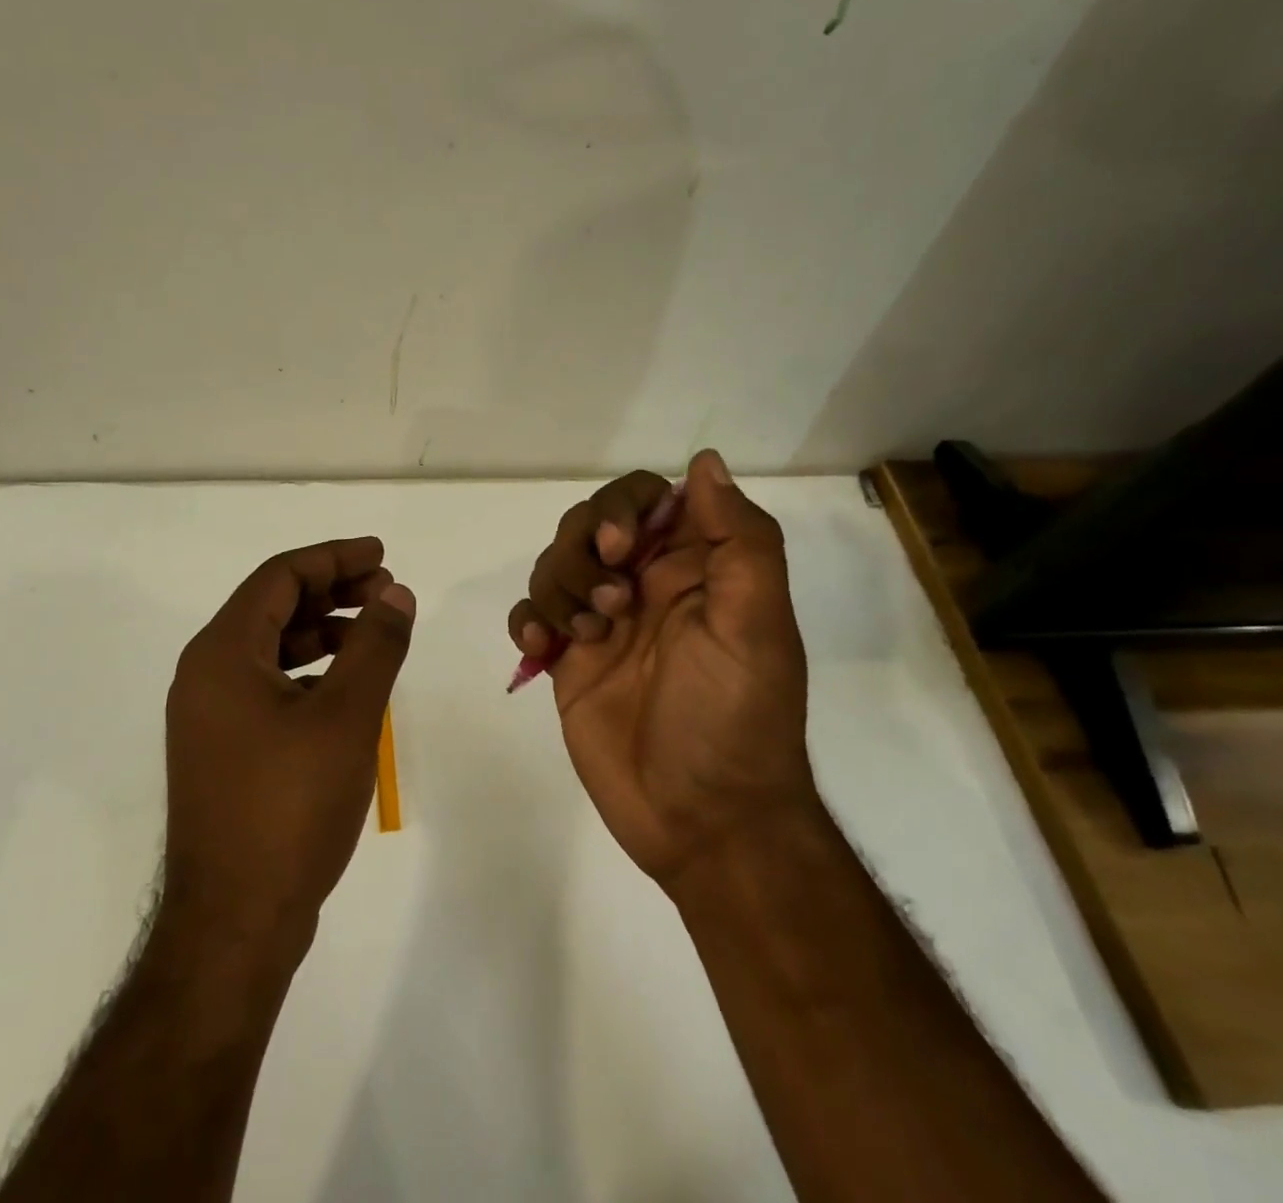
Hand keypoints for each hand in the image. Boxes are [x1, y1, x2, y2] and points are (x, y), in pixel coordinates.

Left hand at [164, 538, 414, 953]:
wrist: (235, 924)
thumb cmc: (289, 808)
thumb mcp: (346, 716)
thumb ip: (375, 645)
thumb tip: (397, 593)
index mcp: (221, 653)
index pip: (279, 577)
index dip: (334, 558)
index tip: (381, 555)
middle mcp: (205, 675)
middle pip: (272, 607)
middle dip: (332, 591)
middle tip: (387, 591)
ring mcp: (210, 716)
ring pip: (271, 648)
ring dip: (323, 631)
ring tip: (375, 632)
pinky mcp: (223, 750)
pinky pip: (268, 686)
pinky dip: (310, 671)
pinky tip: (348, 685)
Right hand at [507, 449, 810, 885]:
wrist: (703, 821)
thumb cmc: (734, 718)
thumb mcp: (755, 625)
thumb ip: (739, 540)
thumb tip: (705, 461)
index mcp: (692, 568)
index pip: (647, 498)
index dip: (625, 507)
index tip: (624, 547)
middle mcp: (644, 585)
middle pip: (589, 524)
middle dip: (584, 551)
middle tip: (609, 602)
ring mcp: (601, 622)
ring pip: (554, 564)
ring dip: (559, 587)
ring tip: (583, 636)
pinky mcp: (567, 661)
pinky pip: (530, 614)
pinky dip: (527, 621)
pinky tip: (540, 650)